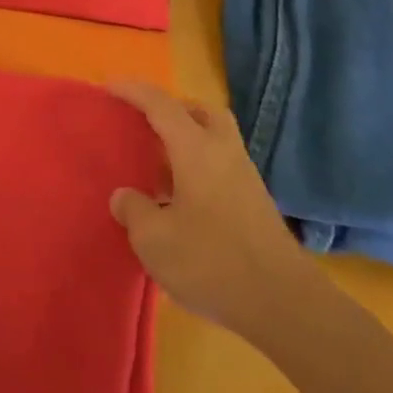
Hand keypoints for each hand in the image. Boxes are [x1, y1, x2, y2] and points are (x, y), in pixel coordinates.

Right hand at [108, 82, 321, 345]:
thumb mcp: (154, 240)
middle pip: (201, 111)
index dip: (132, 91)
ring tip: (157, 166)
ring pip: (214, 139)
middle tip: (145, 123)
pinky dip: (198, 168)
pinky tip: (180, 200)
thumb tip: (124, 196)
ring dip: (186, 141)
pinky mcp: (255, 204)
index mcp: (196, 149)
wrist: (284, 305)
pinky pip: (221, 166)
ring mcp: (245, 178)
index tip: (108, 87)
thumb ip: (133, 210)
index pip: (160, 105)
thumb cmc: (212, 263)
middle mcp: (223, 153)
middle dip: (171, 109)